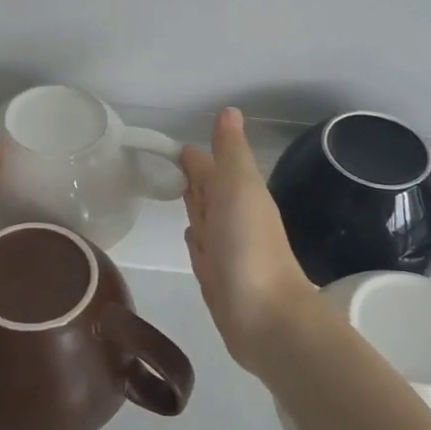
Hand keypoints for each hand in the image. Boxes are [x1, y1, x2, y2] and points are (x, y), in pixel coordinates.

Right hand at [181, 108, 317, 370]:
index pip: (209, 167)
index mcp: (239, 193)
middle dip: (193, 177)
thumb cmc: (248, 247)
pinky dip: (195, 238)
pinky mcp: (217, 276)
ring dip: (193, 204)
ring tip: (173, 192)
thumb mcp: (239, 188)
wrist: (265, 318)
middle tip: (165, 165)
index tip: (168, 146)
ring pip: (204, 218)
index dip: (193, 156)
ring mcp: (226, 249)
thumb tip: (229, 110)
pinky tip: (191, 235)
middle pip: (208, 191)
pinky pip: (201, 248)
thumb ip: (230, 153)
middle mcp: (233, 218)